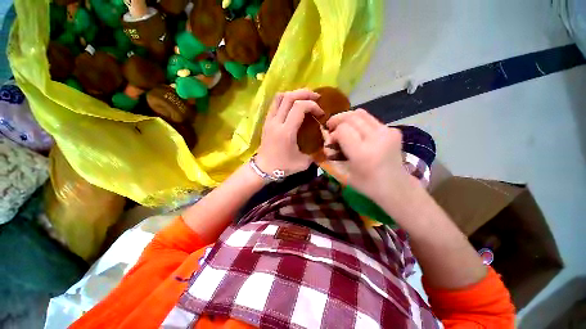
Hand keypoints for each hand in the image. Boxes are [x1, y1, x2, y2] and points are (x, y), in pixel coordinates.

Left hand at [256, 89, 323, 176]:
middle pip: (290, 97)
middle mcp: (277, 122)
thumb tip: (324, 144)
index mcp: (286, 131)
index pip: (300, 107)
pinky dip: (285, 99)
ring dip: (294, 94)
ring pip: (280, 97)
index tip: (320, 113)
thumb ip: (315, 153)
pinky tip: (293, 104)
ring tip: (305, 98)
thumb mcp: (303, 163)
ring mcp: (269, 120)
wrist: (263, 168)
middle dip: (305, 94)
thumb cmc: (283, 166)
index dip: (313, 106)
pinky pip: (275, 103)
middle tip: (316, 97)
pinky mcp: (266, 121)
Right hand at [325, 109, 415, 203]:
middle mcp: (376, 138)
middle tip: (331, 127)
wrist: (397, 186)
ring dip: (347, 118)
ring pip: (361, 113)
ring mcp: (387, 132)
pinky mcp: (393, 130)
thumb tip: (328, 140)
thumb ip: (333, 155)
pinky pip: (370, 119)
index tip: (331, 142)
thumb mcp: (344, 173)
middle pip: (351, 117)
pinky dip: (359, 123)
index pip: (342, 130)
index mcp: (362, 153)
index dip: (333, 133)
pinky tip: (358, 132)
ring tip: (342, 126)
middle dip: (337, 120)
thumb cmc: (367, 184)